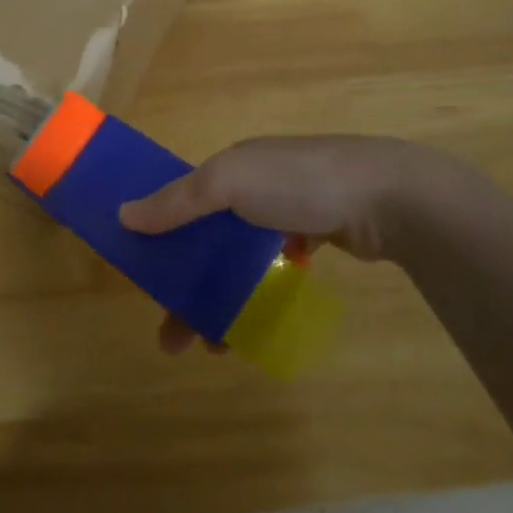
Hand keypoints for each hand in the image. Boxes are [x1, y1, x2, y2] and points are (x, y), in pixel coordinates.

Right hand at [117, 135, 461, 354]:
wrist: (388, 196)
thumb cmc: (299, 183)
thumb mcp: (229, 182)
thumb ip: (177, 201)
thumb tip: (124, 215)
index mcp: (232, 166)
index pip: (181, 203)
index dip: (159, 239)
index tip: (146, 281)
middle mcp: (255, 186)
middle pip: (206, 241)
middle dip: (186, 288)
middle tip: (173, 337)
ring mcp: (288, 212)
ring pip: (238, 262)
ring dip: (220, 302)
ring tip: (214, 347)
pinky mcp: (316, 236)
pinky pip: (271, 271)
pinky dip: (257, 297)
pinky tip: (251, 327)